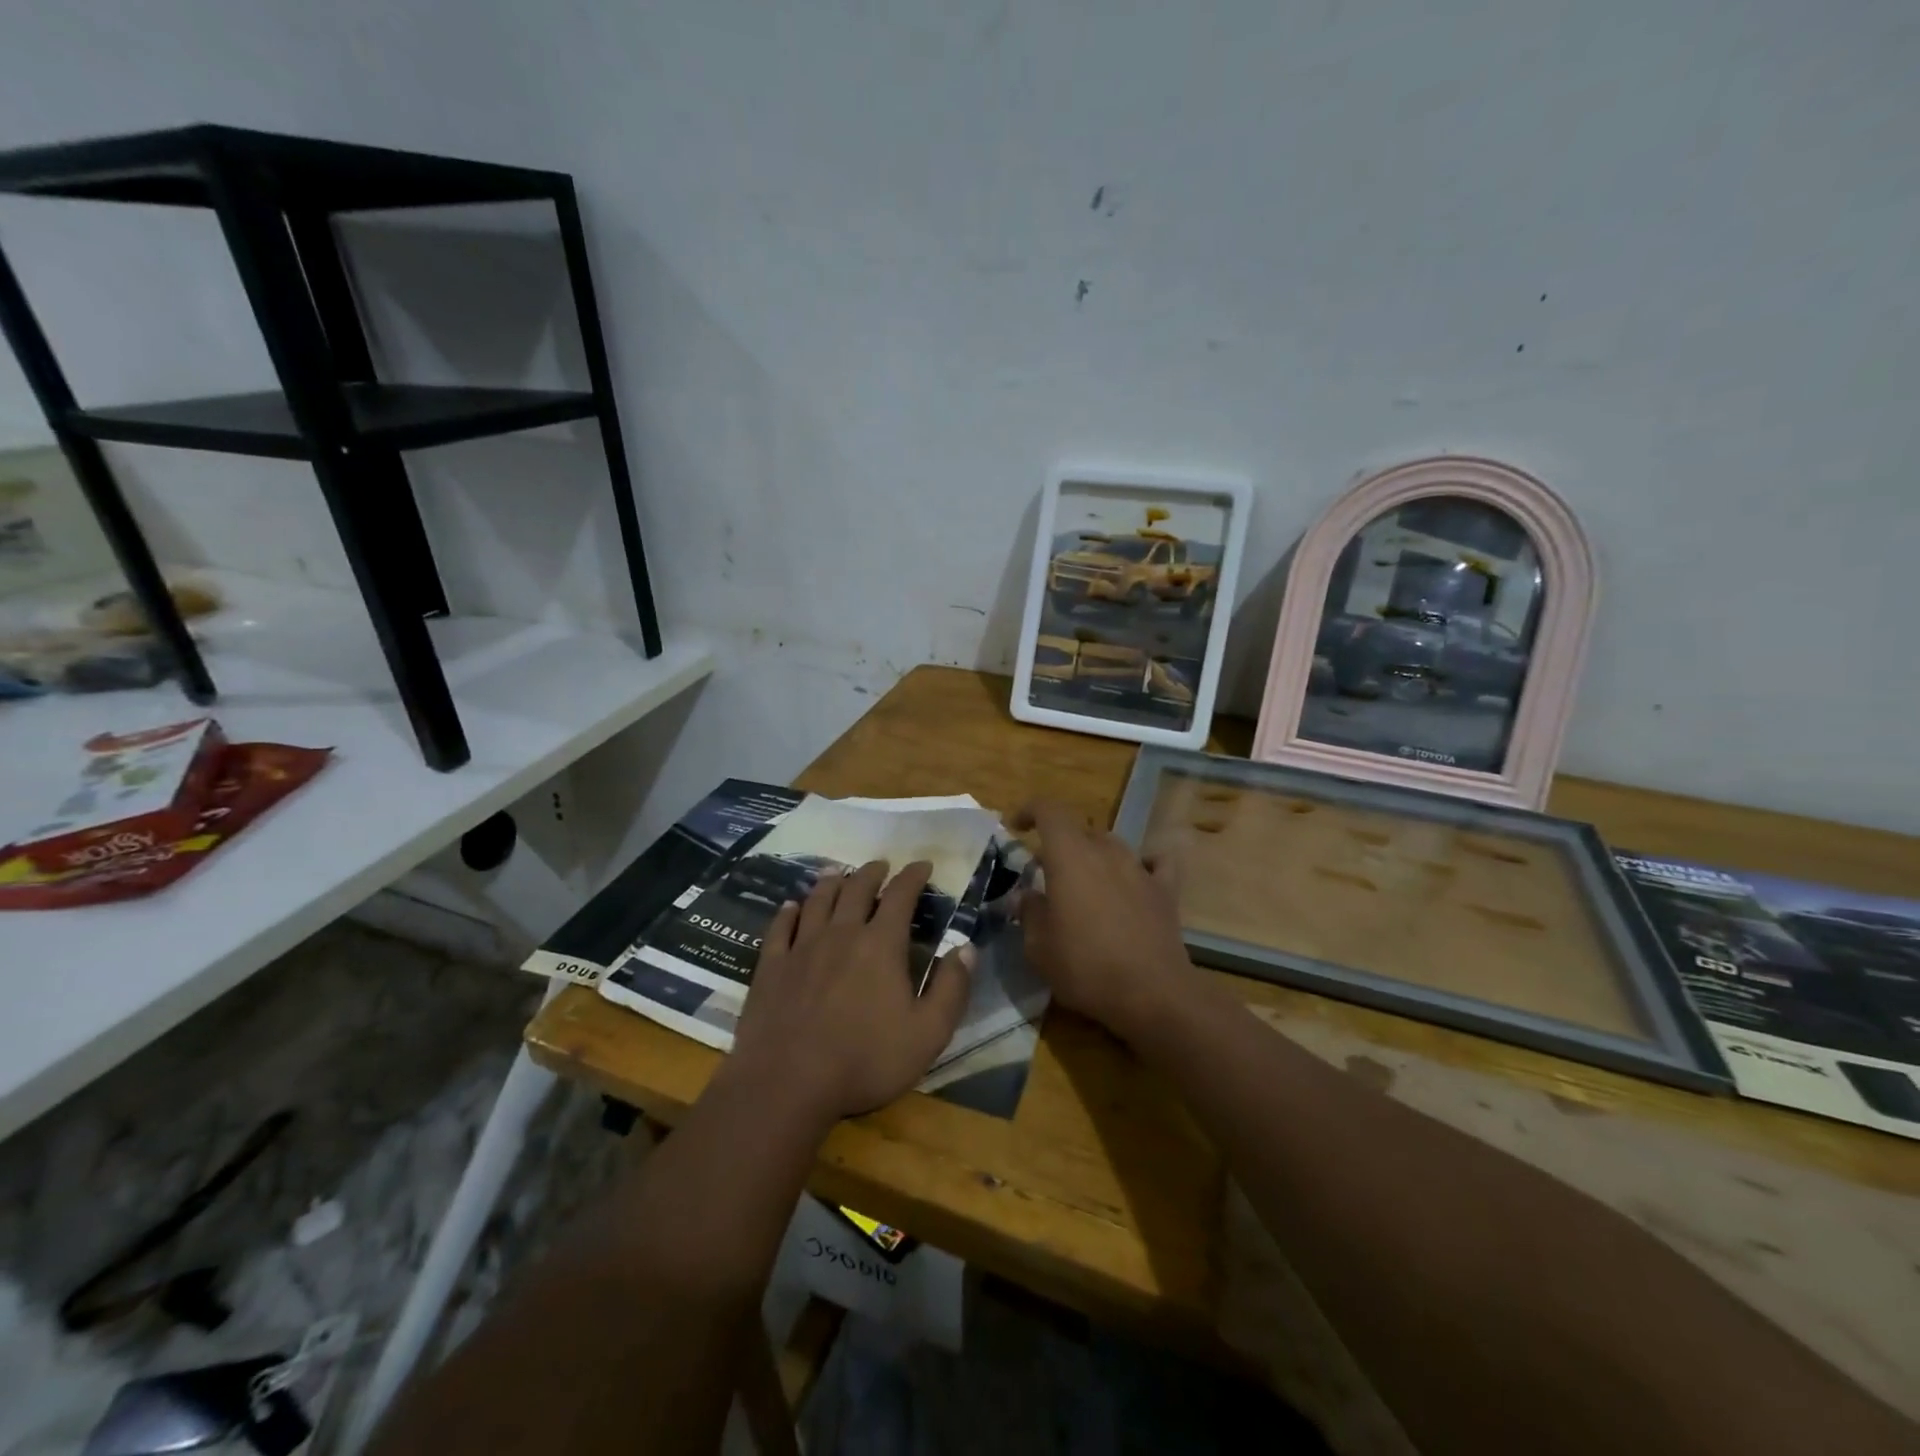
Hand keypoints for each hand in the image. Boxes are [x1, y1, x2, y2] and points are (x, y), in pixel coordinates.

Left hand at [727, 859, 972, 1123]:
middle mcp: (841, 933)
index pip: (901, 895)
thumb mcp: (927, 1034)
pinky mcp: (771, 966)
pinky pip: (780, 927)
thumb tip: (966, 948)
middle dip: (873, 872)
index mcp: (881, 944)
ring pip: (818, 900)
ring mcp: (802, 947)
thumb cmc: (865, 1060)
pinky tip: (791, 906)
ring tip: (838, 871)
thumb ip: (951, 989)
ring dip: (831, 881)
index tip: (923, 865)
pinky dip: (788, 911)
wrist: (786, 1083)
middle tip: (881, 865)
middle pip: (857, 888)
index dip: (914, 876)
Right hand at [1014, 800, 1197, 1042]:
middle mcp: (1105, 852)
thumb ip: (1028, 913)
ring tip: (1084, 882)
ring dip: (1093, 855)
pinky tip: (1137, 877)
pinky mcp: (1165, 890)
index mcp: (1069, 856)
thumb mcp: (1039, 948)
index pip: (1049, 810)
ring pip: (1112, 844)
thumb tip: (1024, 895)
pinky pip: (1155, 863)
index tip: (1015, 827)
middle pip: (1079, 829)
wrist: (1152, 993)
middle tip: (1044, 871)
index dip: (1029, 810)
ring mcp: (1139, 868)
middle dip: (1058, 843)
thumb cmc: (1086, 967)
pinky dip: (1143, 863)